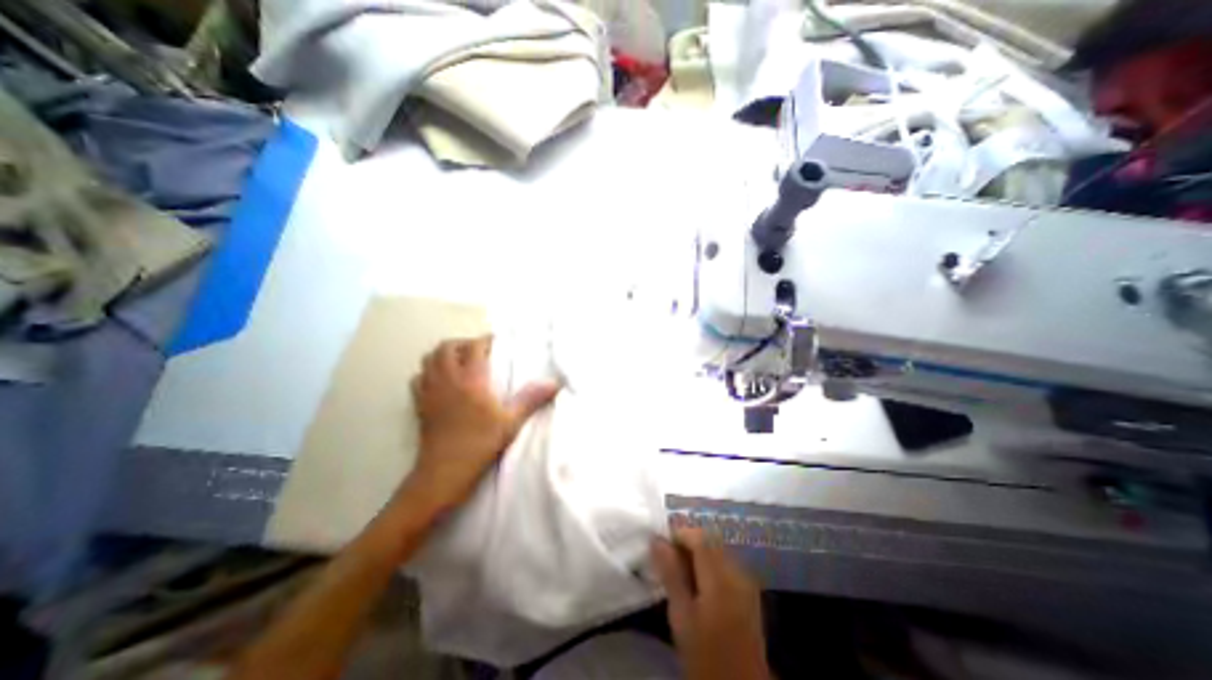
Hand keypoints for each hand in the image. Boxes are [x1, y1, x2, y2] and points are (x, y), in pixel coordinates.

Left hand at [405, 335, 560, 515]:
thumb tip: (555, 383)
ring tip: (459, 363)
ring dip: (443, 355)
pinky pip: (418, 378)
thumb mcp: (511, 421)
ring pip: (429, 359)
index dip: (484, 340)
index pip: (473, 347)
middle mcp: (448, 379)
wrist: (444, 472)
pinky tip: (441, 382)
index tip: (496, 342)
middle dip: (462, 344)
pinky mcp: (419, 404)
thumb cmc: (480, 444)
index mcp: (471, 379)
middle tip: (477, 352)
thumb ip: (532, 399)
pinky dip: (428, 372)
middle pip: (446, 347)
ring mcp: (430, 391)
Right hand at [648, 530, 769, 679]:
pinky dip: (709, 563)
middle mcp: (737, 571)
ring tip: (678, 570)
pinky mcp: (749, 591)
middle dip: (687, 542)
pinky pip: (725, 562)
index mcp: (720, 577)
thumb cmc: (705, 655)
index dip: (678, 533)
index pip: (699, 536)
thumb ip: (670, 573)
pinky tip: (697, 582)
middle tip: (666, 558)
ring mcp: (746, 581)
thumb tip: (656, 539)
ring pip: (717, 549)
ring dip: (697, 552)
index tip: (659, 546)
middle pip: (710, 540)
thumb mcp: (681, 616)